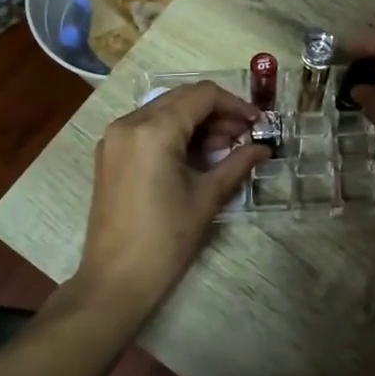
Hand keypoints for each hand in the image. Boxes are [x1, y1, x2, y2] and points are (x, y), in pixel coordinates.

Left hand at [74, 82, 268, 312]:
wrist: (115, 280)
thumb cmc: (165, 239)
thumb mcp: (207, 197)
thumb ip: (237, 163)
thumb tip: (263, 149)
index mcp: (153, 130)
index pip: (202, 95)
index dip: (235, 104)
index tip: (258, 122)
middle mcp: (129, 123)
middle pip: (182, 98)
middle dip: (217, 112)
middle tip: (245, 135)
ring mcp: (115, 138)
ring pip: (164, 110)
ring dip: (197, 122)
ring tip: (225, 147)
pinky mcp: (110, 154)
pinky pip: (147, 127)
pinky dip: (175, 132)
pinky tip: (196, 154)